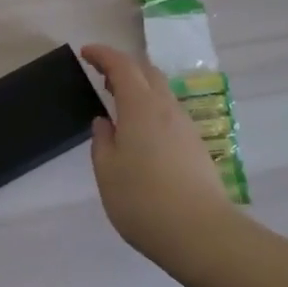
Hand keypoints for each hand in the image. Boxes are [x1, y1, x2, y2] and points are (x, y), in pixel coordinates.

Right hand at [81, 44, 235, 266]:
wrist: (202, 234)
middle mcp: (166, 108)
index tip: (85, 52)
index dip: (102, 54)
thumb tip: (105, 123)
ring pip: (161, 92)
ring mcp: (185, 127)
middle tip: (102, 76)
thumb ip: (102, 141)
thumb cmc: (143, 200)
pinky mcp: (196, 147)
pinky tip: (142, 131)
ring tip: (120, 102)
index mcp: (140, 106)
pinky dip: (151, 107)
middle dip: (123, 66)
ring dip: (139, 87)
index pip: (121, 65)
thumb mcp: (107, 172)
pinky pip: (170, 113)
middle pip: (146, 72)